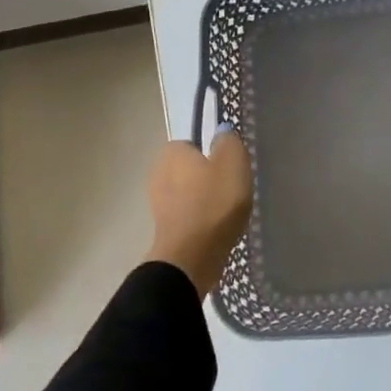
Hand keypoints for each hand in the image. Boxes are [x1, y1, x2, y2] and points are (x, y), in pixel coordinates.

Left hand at [145, 129, 252, 297]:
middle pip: (191, 169)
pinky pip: (188, 215)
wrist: (192, 257)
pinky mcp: (164, 229)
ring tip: (227, 212)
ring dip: (205, 200)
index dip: (213, 154)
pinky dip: (201, 219)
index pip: (194, 143)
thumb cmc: (213, 202)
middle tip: (231, 189)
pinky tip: (217, 228)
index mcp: (171, 152)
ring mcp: (157, 203)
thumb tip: (221, 133)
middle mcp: (158, 173)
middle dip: (208, 177)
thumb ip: (228, 141)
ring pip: (189, 193)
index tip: (229, 168)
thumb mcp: (232, 162)